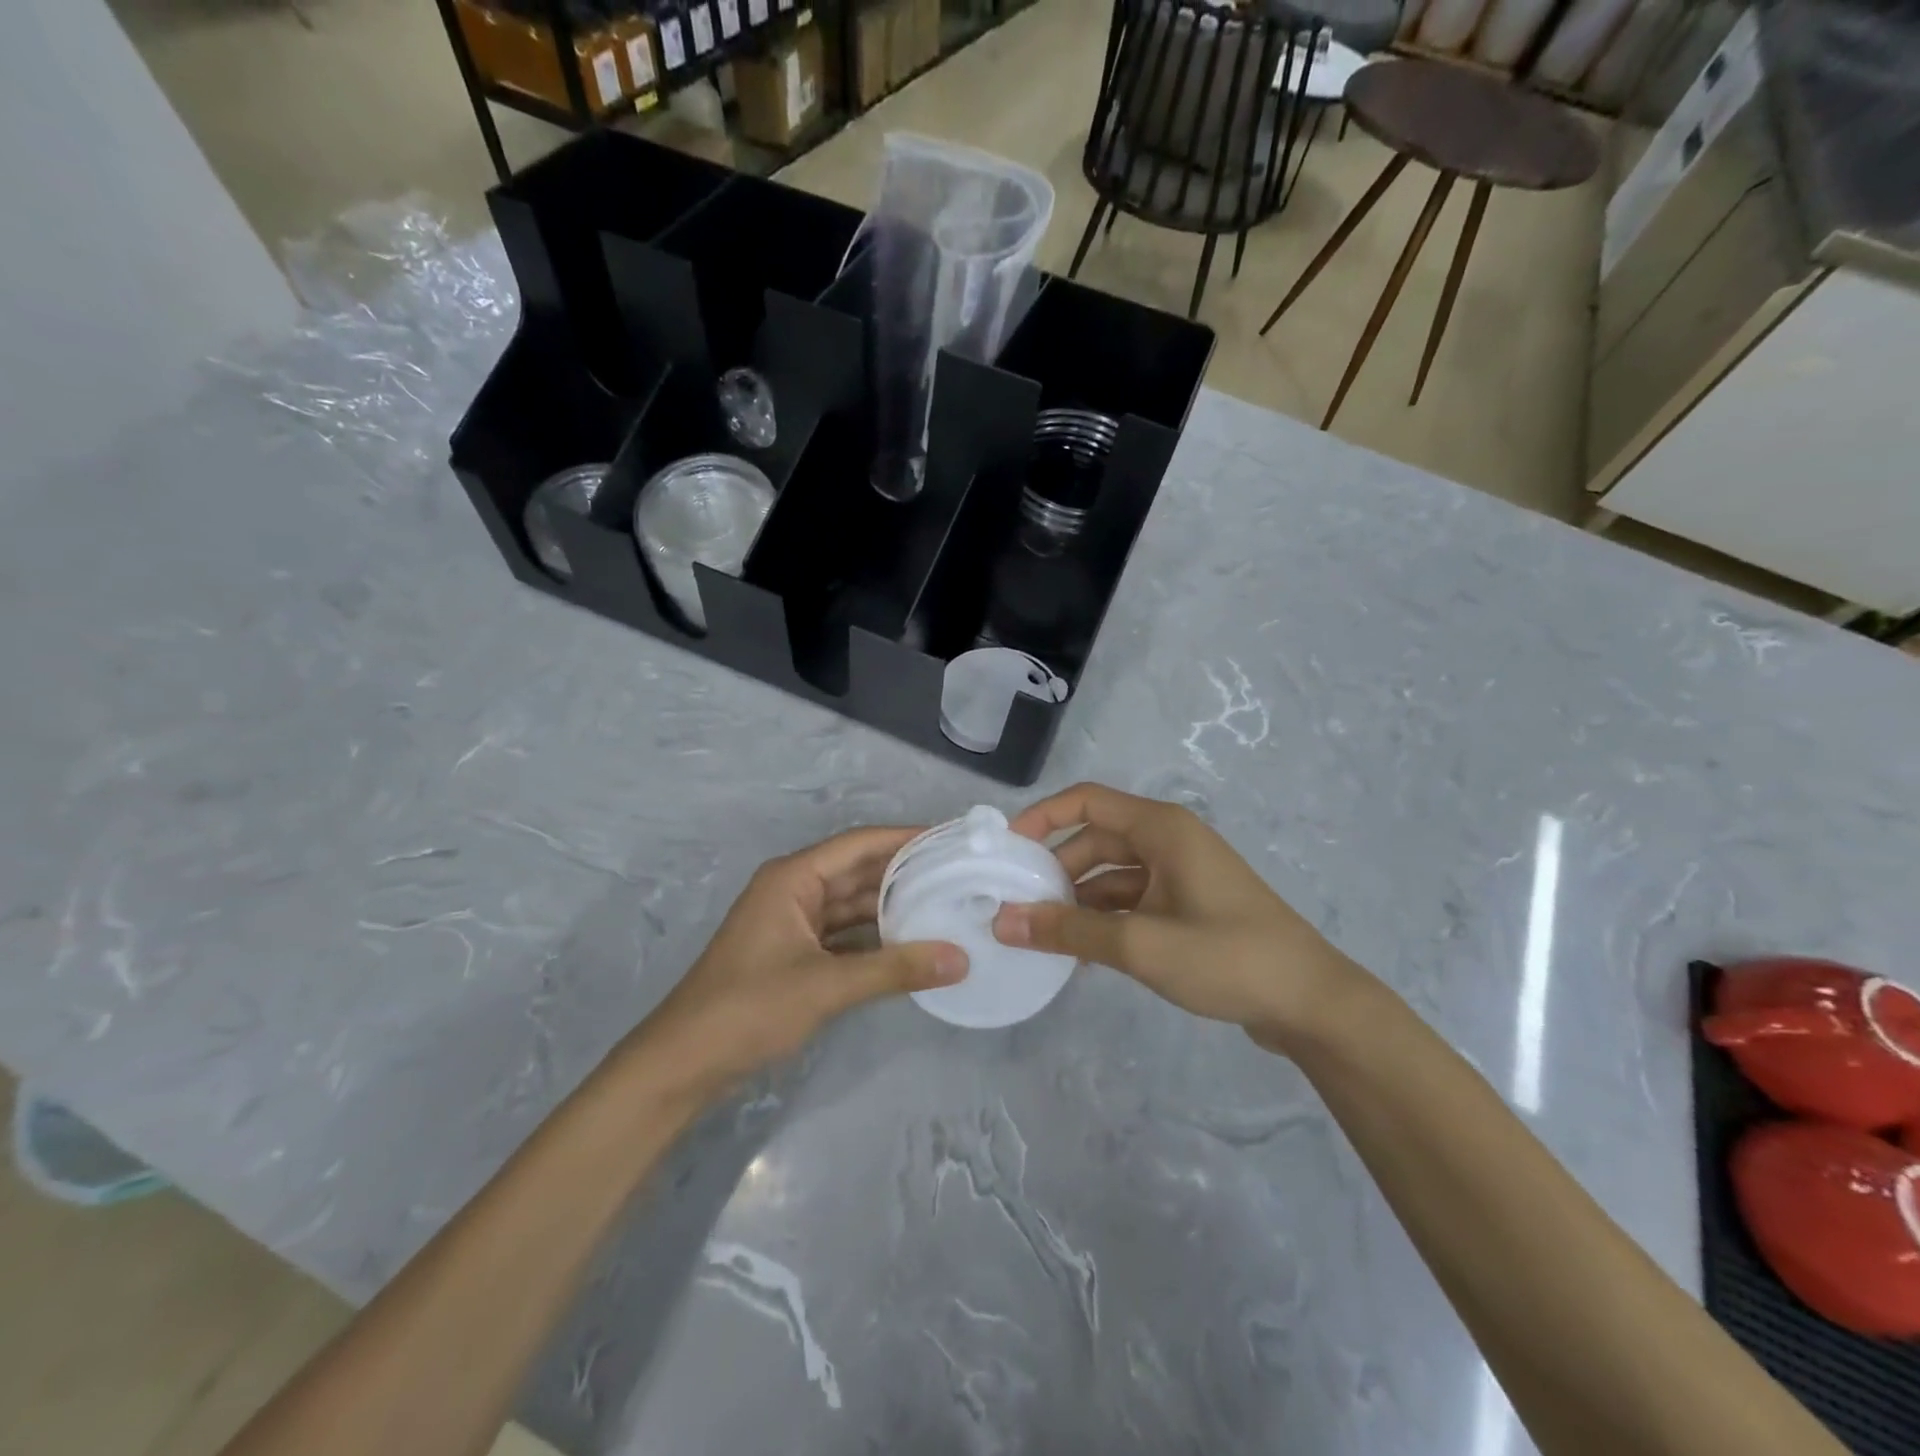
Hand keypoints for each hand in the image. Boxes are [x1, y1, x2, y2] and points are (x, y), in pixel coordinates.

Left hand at [633, 827, 965, 1096]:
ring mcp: (792, 922)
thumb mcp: (827, 986)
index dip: (904, 838)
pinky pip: (843, 934)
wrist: (683, 1064)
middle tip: (957, 875)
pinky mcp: (793, 953)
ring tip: (944, 905)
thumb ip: (895, 969)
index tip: (950, 841)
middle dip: (904, 873)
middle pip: (857, 871)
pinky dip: (874, 939)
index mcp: (793, 878)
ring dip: (891, 907)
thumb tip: (960, 959)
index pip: (859, 844)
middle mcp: (793, 890)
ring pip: (851, 905)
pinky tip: (910, 945)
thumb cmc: (749, 1009)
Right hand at [993, 783, 1356, 1048]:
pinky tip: (1079, 955)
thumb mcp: (1140, 944)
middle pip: (1095, 841)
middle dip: (1055, 871)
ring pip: (1111, 875)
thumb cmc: (1227, 957)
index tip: (1004, 850)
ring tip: (1040, 937)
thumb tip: (1002, 921)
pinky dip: (1104, 920)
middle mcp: (1169, 841)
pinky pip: (1131, 902)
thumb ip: (1067, 931)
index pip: (1086, 801)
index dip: (1041, 818)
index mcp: (1161, 829)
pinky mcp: (1188, 907)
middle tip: (1016, 906)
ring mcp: (1180, 875)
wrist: (1311, 1004)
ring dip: (1077, 901)